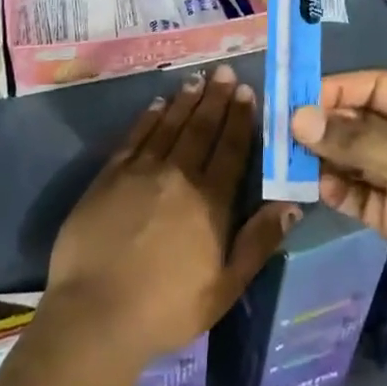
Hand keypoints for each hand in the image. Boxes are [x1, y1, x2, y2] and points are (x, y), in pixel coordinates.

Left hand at [46, 65, 299, 363]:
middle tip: (224, 71)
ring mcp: (141, 171)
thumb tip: (291, 205)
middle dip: (215, 98)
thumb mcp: (225, 287)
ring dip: (185, 101)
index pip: (230, 149)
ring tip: (197, 79)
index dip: (239, 119)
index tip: (246, 92)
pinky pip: (136, 136)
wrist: (95, 314)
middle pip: (201, 128)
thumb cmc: (167, 308)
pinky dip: (149, 117)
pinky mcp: (110, 175)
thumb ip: (258, 242)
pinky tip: (158, 104)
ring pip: (170, 125)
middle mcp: (178, 175)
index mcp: (210, 201)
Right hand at [290, 70, 386, 361]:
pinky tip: (319, 189)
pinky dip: (338, 188)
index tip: (299, 98)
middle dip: (327, 125)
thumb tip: (298, 118)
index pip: (377, 86)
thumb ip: (354, 139)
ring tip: (293, 160)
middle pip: (362, 121)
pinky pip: (358, 192)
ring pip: (355, 157)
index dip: (340, 89)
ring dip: (327, 157)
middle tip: (286, 132)